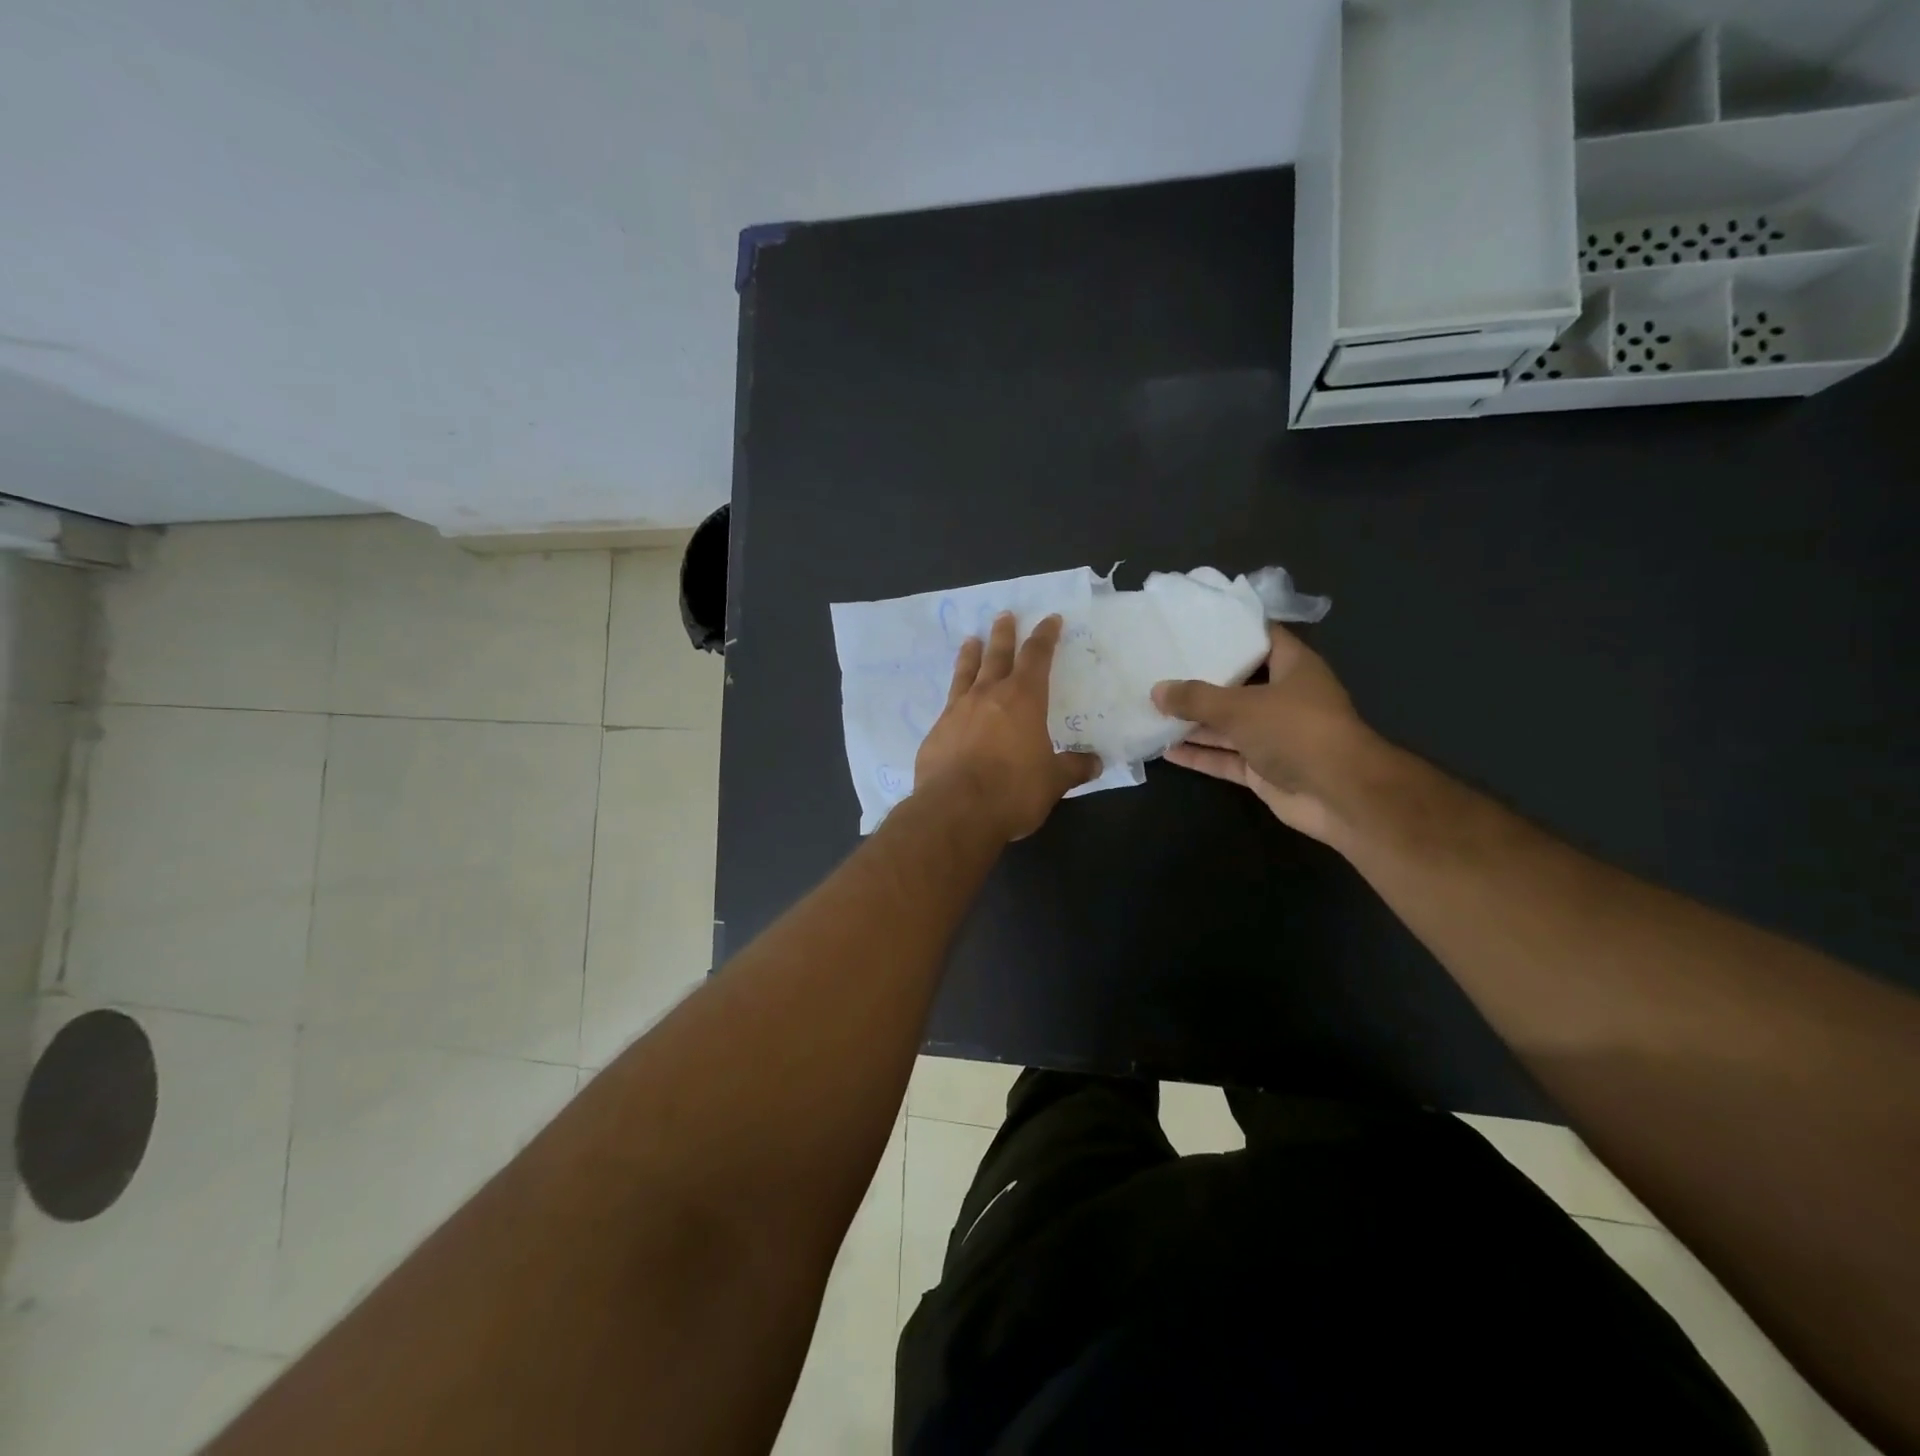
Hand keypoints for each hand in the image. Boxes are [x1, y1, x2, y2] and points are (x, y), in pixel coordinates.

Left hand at [915, 613, 1102, 842]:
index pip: (1036, 657)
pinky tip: (953, 702)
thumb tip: (1095, 763)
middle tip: (1004, 615)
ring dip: (971, 654)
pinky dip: (955, 695)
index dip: (1045, 637)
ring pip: (966, 673)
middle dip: (1004, 634)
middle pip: (997, 655)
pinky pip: (949, 704)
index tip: (1049, 620)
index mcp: (1023, 699)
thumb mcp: (1052, 782)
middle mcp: (988, 695)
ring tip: (971, 640)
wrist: (955, 810)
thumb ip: (1073, 768)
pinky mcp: (936, 732)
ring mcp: (957, 711)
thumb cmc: (1012, 790)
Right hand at [1153, 624, 1375, 846]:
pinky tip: (1165, 750)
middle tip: (1161, 667)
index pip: (1260, 637)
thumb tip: (1156, 691)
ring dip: (1194, 721)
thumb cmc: (1295, 730)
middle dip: (1201, 679)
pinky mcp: (1263, 769)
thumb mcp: (1239, 706)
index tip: (1192, 626)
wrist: (1338, 794)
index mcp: (1293, 667)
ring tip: (1153, 708)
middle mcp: (1284, 698)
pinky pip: (1224, 757)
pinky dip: (1199, 754)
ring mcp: (1273, 736)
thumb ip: (1195, 698)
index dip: (1230, 629)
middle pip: (1238, 683)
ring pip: (1227, 724)